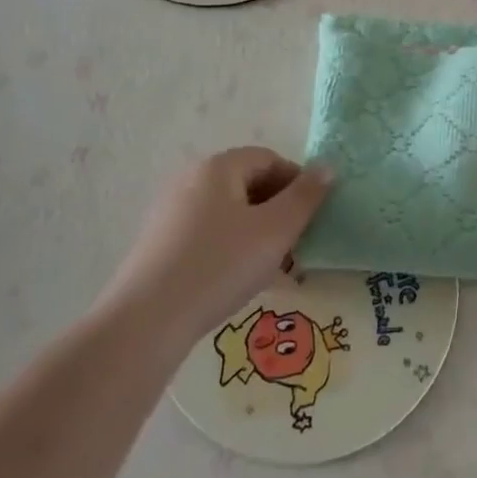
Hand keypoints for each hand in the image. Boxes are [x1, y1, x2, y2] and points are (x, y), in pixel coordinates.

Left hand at [105, 148, 331, 346]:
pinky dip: (232, 247)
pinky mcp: (160, 242)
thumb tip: (327, 166)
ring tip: (274, 268)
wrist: (149, 319)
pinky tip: (240, 280)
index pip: (270, 159)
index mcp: (218, 167)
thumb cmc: (220, 265)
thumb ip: (305, 196)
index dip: (298, 182)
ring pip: (229, 212)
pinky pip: (208, 234)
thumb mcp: (276, 230)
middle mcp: (190, 179)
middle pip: (248, 183)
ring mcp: (171, 211)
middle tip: (298, 244)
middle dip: (279, 210)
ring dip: (258, 232)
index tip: (314, 216)